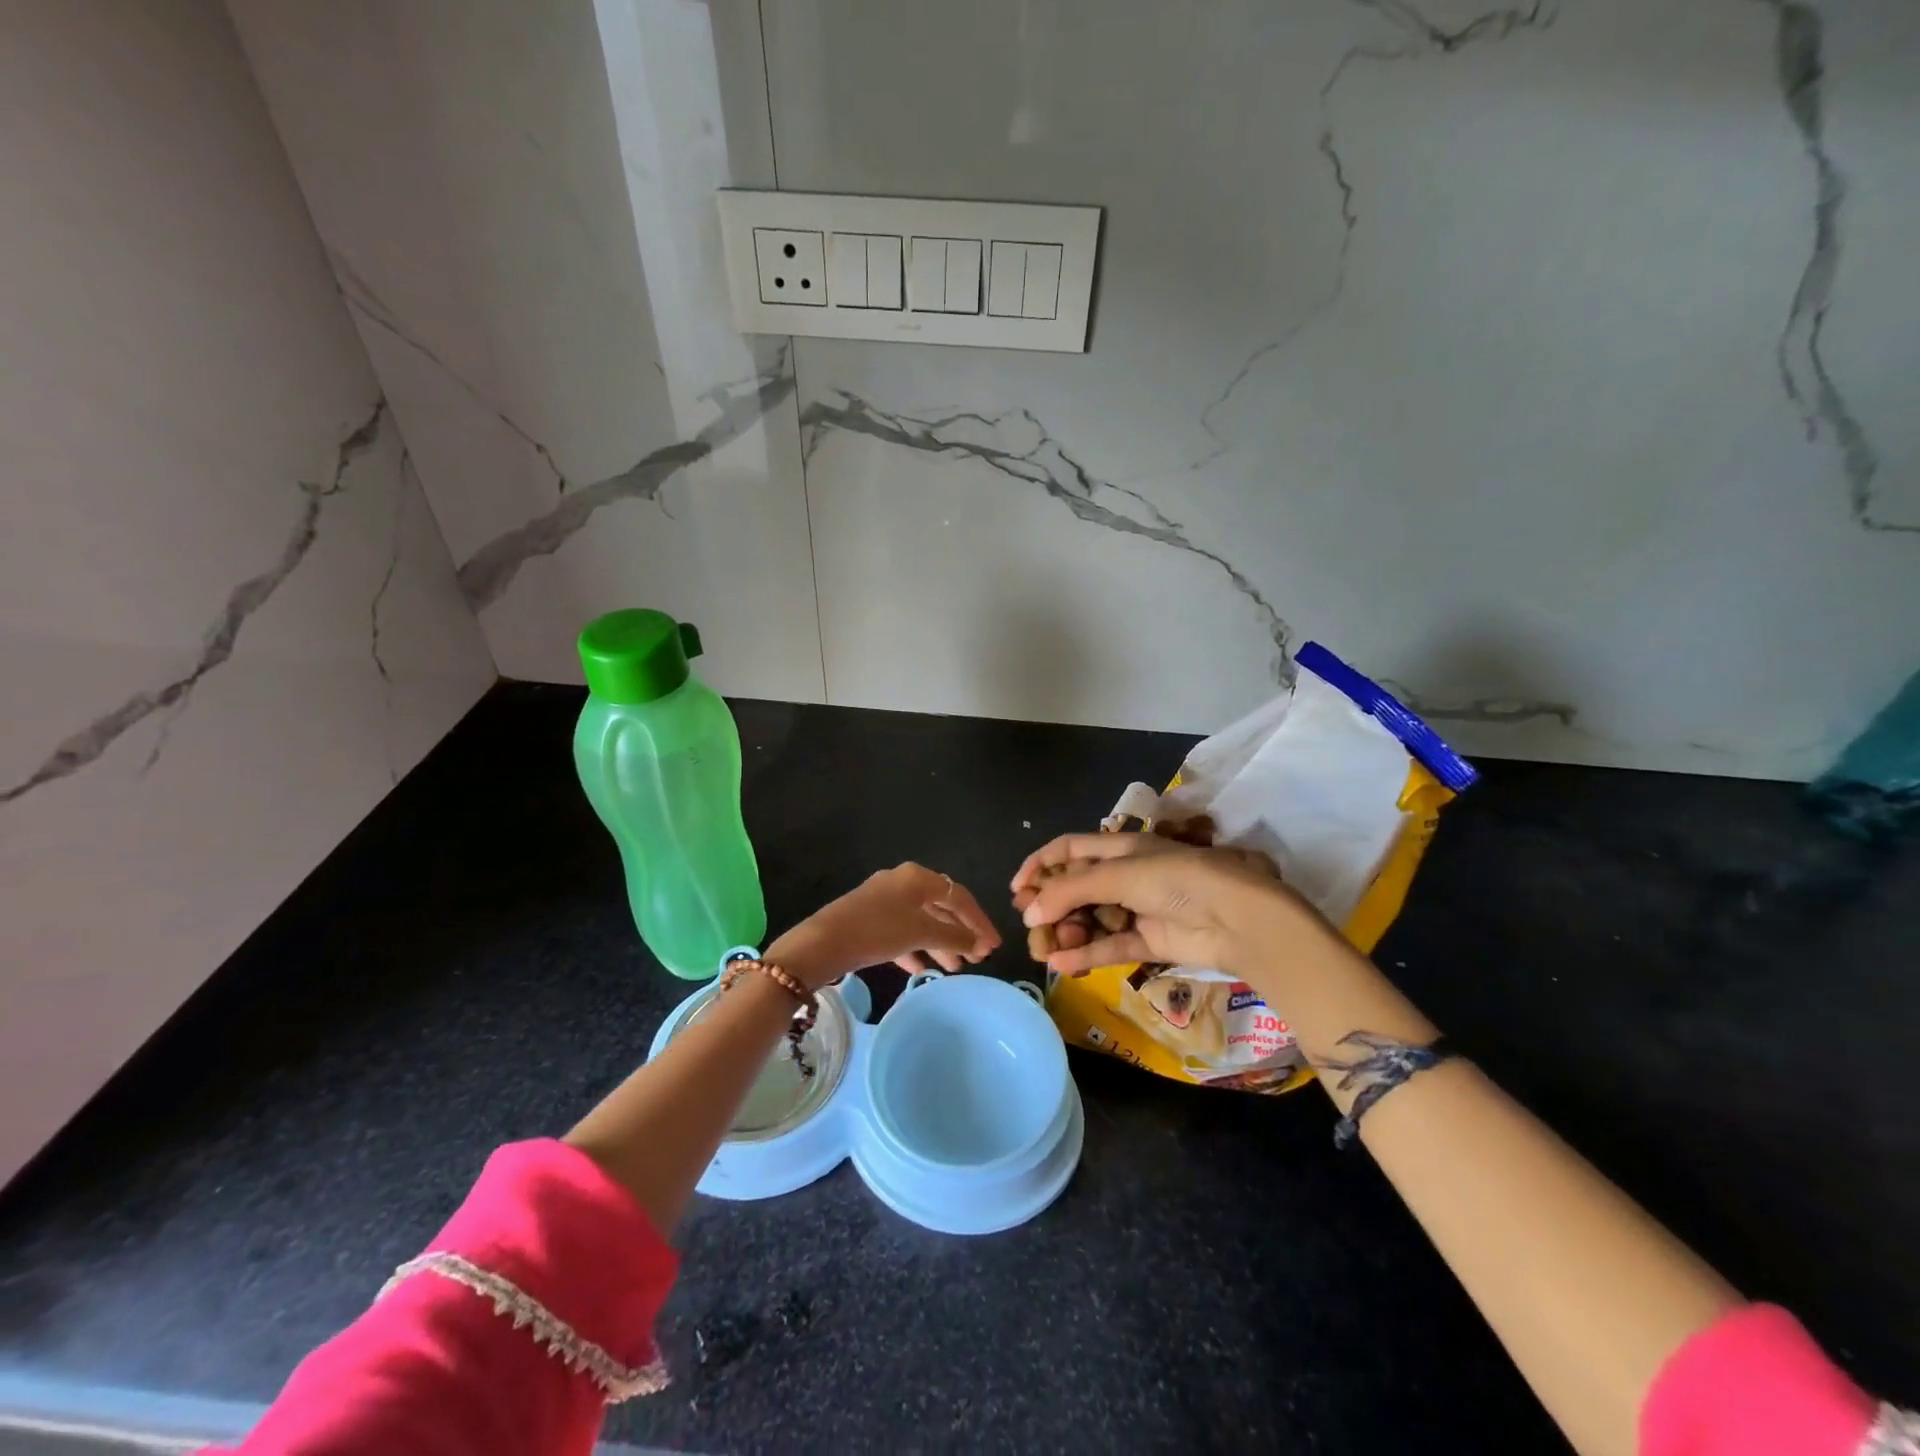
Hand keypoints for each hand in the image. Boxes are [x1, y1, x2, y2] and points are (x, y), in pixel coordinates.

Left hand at [767, 863, 1000, 990]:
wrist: (822, 943)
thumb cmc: (877, 930)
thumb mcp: (920, 932)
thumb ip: (954, 936)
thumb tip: (979, 941)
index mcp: (917, 877)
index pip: (959, 896)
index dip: (979, 921)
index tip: (994, 946)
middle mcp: (902, 883)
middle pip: (941, 907)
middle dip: (961, 933)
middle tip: (979, 958)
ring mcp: (884, 901)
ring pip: (921, 921)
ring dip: (940, 943)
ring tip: (956, 968)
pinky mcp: (869, 920)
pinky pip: (901, 932)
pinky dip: (915, 948)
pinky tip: (922, 969)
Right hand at [1011, 831, 1326, 978]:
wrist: (1237, 917)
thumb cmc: (1177, 879)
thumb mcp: (1119, 874)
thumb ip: (1070, 890)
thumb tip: (1029, 909)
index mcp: (1120, 848)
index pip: (1070, 849)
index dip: (1041, 864)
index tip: (1018, 889)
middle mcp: (1126, 876)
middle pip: (1076, 888)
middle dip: (1051, 906)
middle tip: (1030, 926)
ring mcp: (1138, 910)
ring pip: (1090, 920)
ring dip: (1066, 933)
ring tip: (1045, 949)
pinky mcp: (1149, 942)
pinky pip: (1109, 947)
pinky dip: (1085, 955)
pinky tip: (1061, 964)